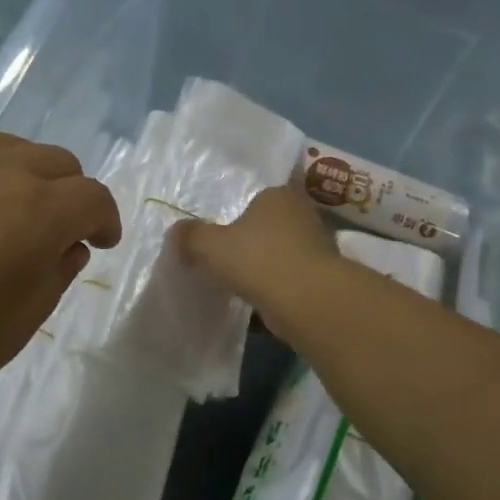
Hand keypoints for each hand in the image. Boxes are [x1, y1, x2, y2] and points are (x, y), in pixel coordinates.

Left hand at [0, 119, 120, 442]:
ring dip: (21, 174)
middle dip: (67, 196)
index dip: (104, 220)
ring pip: (7, 144)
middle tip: (49, 234)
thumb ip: (55, 275)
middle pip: (57, 161)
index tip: (98, 244)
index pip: (93, 197)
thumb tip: (65, 246)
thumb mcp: (17, 327)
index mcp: (35, 212)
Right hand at [172, 185, 339, 340]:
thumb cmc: (258, 259)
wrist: (307, 300)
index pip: (257, 198)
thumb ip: (192, 236)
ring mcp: (318, 246)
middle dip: (253, 242)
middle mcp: (302, 214)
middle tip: (229, 260)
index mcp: (278, 195)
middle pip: (271, 226)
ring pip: (283, 253)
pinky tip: (259, 303)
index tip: (222, 237)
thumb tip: (176, 231)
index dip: (238, 217)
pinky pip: (292, 279)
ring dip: (266, 267)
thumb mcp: (211, 245)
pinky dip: (278, 289)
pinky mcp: (323, 277)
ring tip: (242, 284)